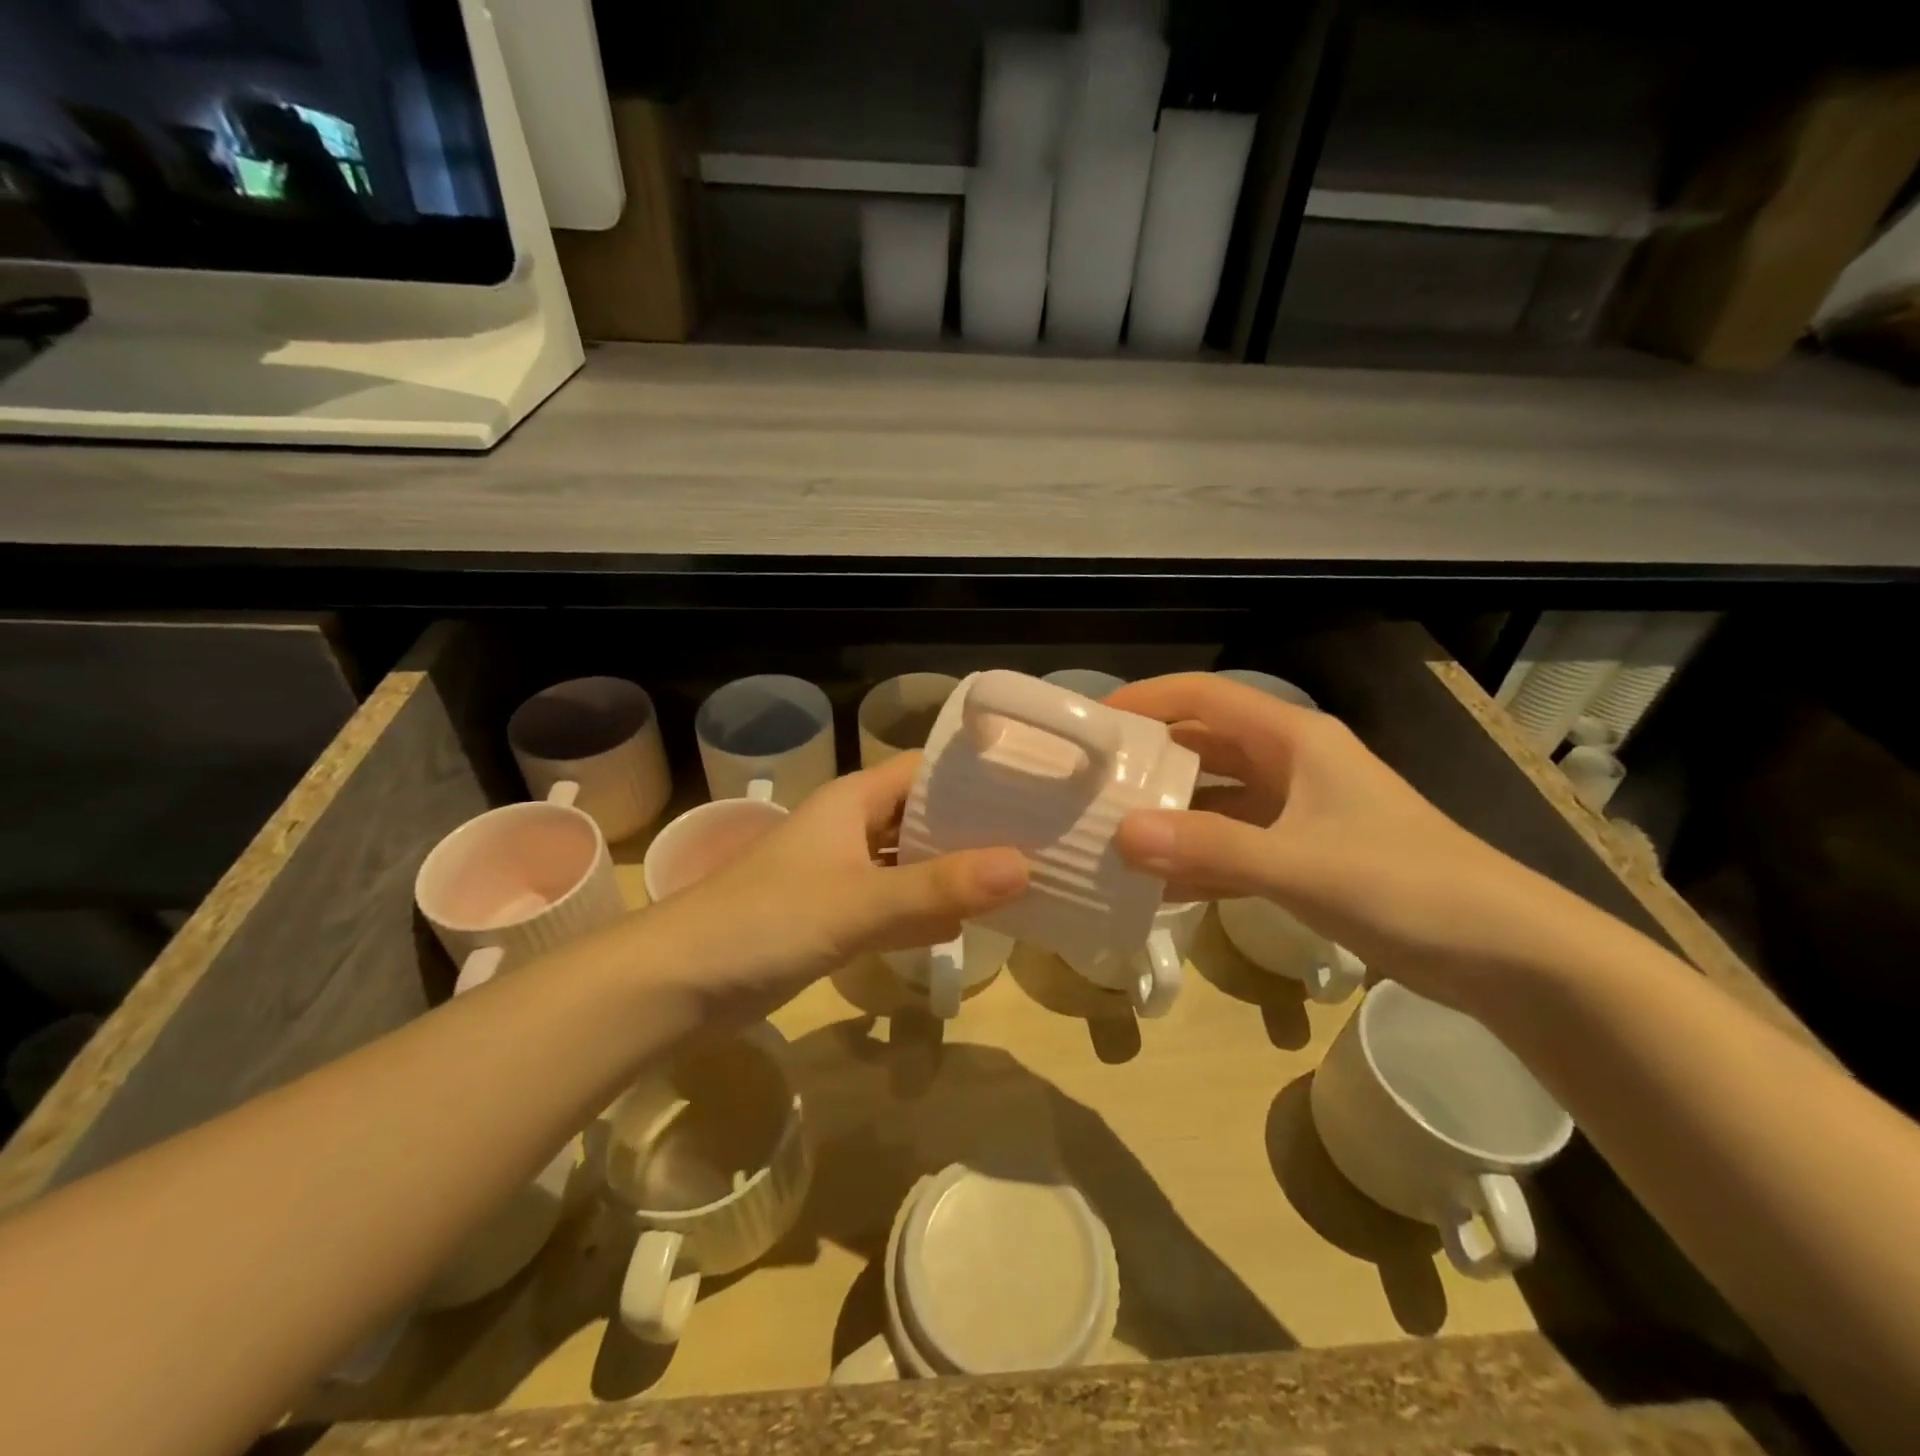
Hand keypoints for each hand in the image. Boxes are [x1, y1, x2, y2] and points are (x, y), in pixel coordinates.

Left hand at [640, 753, 1028, 1023]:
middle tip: (1040, 838)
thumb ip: (939, 887)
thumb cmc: (767, 921)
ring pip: (908, 862)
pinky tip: (967, 923)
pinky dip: (924, 910)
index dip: (974, 774)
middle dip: (973, 827)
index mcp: (852, 801)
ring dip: (953, 871)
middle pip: (922, 815)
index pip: (925, 769)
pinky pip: (891, 903)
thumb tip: (1024, 866)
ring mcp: (840, 874)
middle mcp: (849, 828)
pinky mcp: (831, 917)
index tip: (1031, 786)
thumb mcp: (859, 902)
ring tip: (1021, 878)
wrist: (677, 984)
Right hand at [1106, 673, 1605, 1010]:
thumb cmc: (1406, 884)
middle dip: (1147, 760)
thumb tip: (1120, 834)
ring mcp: (1296, 812)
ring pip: (1214, 799)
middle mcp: (1289, 764)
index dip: (1147, 699)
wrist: (1504, 952)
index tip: (1092, 723)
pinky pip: (1232, 846)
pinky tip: (1155, 885)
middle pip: (1203, 746)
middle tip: (1088, 782)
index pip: (1204, 697)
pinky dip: (1196, 859)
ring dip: (1167, 814)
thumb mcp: (1300, 862)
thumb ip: (1209, 847)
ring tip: (1107, 831)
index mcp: (1293, 739)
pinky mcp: (1302, 855)